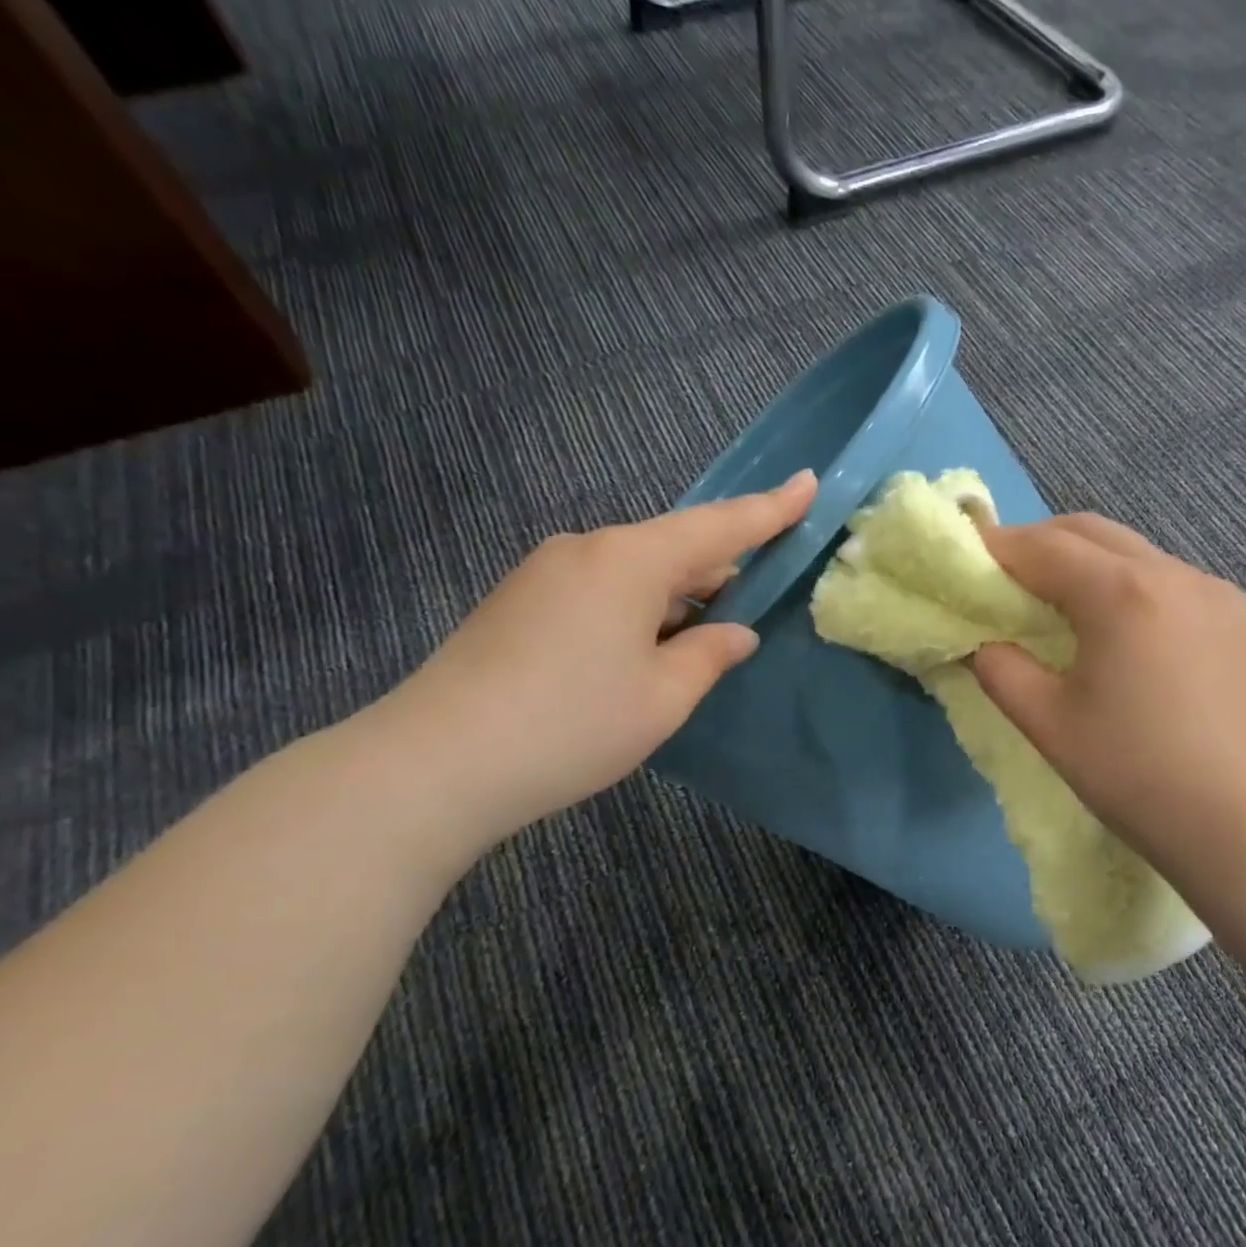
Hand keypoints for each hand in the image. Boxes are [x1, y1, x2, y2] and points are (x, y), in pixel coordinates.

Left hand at [379, 471, 817, 846]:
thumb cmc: (573, 725)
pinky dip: (637, 610)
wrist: (437, 763)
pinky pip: (600, 589)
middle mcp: (587, 550)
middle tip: (755, 597)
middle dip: (719, 568)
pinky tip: (641, 651)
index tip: (808, 482)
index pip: (719, 527)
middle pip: (674, 546)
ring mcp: (545, 573)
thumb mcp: (663, 697)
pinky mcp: (519, 602)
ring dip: (676, 596)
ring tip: (700, 636)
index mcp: (631, 560)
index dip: (769, 509)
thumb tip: (734, 633)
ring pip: (634, 571)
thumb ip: (709, 655)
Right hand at [972, 515, 1245, 885]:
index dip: (1000, 547)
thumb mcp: (1048, 724)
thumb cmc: (1134, 775)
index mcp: (1120, 594)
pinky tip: (1149, 645)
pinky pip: (1189, 591)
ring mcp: (1226, 596)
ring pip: (1146, 559)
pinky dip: (1150, 598)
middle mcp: (1177, 575)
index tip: (972, 556)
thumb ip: (1001, 670)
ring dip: (1101, 570)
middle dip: (1046, 544)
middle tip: (1016, 577)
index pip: (1044, 547)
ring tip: (1082, 614)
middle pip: (1096, 533)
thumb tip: (984, 643)